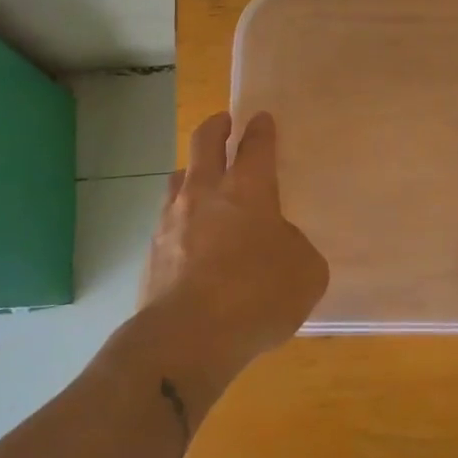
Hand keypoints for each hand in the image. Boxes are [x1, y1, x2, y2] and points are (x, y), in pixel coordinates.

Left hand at [139, 110, 328, 366]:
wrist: (186, 338)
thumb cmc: (256, 296)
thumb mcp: (305, 272)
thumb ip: (296, 247)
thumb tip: (279, 243)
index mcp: (248, 189)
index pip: (255, 145)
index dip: (260, 129)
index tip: (260, 118)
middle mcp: (205, 193)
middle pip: (205, 142)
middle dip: (216, 126)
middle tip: (223, 122)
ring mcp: (171, 220)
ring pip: (178, 177)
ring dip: (192, 170)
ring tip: (201, 180)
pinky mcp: (152, 251)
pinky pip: (167, 219)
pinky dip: (181, 218)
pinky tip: (190, 237)